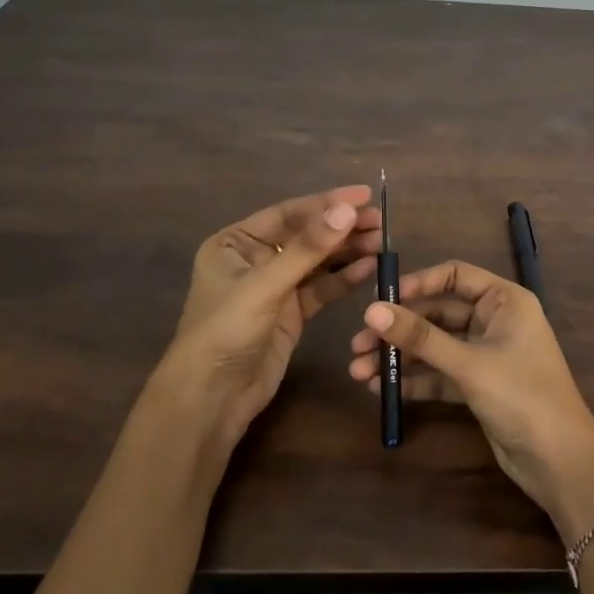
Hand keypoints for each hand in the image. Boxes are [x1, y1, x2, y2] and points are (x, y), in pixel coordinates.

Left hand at [148, 186, 381, 459]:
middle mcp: (255, 260)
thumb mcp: (265, 285)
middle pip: (306, 236)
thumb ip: (308, 249)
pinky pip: (322, 288)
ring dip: (347, 251)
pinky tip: (369, 267)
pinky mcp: (291, 314)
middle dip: (341, 227)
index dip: (326, 203)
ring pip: (317, 262)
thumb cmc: (226, 331)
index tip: (364, 195)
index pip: (287, 214)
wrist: (212, 398)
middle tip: (379, 220)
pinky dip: (344, 278)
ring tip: (381, 241)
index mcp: (235, 243)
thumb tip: (347, 210)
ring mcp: (275, 288)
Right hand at [347, 260, 593, 541]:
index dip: (418, 284)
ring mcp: (487, 354)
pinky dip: (415, 380)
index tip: (380, 299)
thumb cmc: (522, 396)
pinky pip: (441, 374)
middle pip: (439, 314)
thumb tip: (371, 310)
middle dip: (400, 330)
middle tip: (358, 345)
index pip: (455, 275)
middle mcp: (496, 320)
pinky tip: (382, 389)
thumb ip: (421, 338)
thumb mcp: (469, 364)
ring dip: (401, 357)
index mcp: (505, 301)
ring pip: (436, 346)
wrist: (559, 460)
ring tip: (359, 371)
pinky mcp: (480, 385)